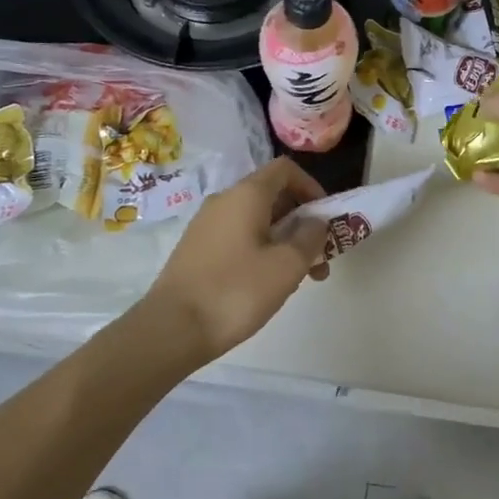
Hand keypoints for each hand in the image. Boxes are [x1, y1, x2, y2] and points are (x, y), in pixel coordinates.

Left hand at [143, 156, 331, 359]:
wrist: (172, 328)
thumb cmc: (237, 290)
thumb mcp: (288, 264)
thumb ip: (310, 237)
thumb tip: (316, 221)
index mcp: (246, 194)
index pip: (285, 169)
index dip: (312, 186)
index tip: (326, 217)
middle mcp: (224, 201)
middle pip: (273, 197)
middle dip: (302, 223)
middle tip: (320, 258)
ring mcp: (206, 226)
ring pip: (257, 222)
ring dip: (285, 242)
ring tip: (301, 279)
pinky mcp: (197, 250)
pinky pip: (239, 238)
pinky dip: (262, 252)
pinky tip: (268, 285)